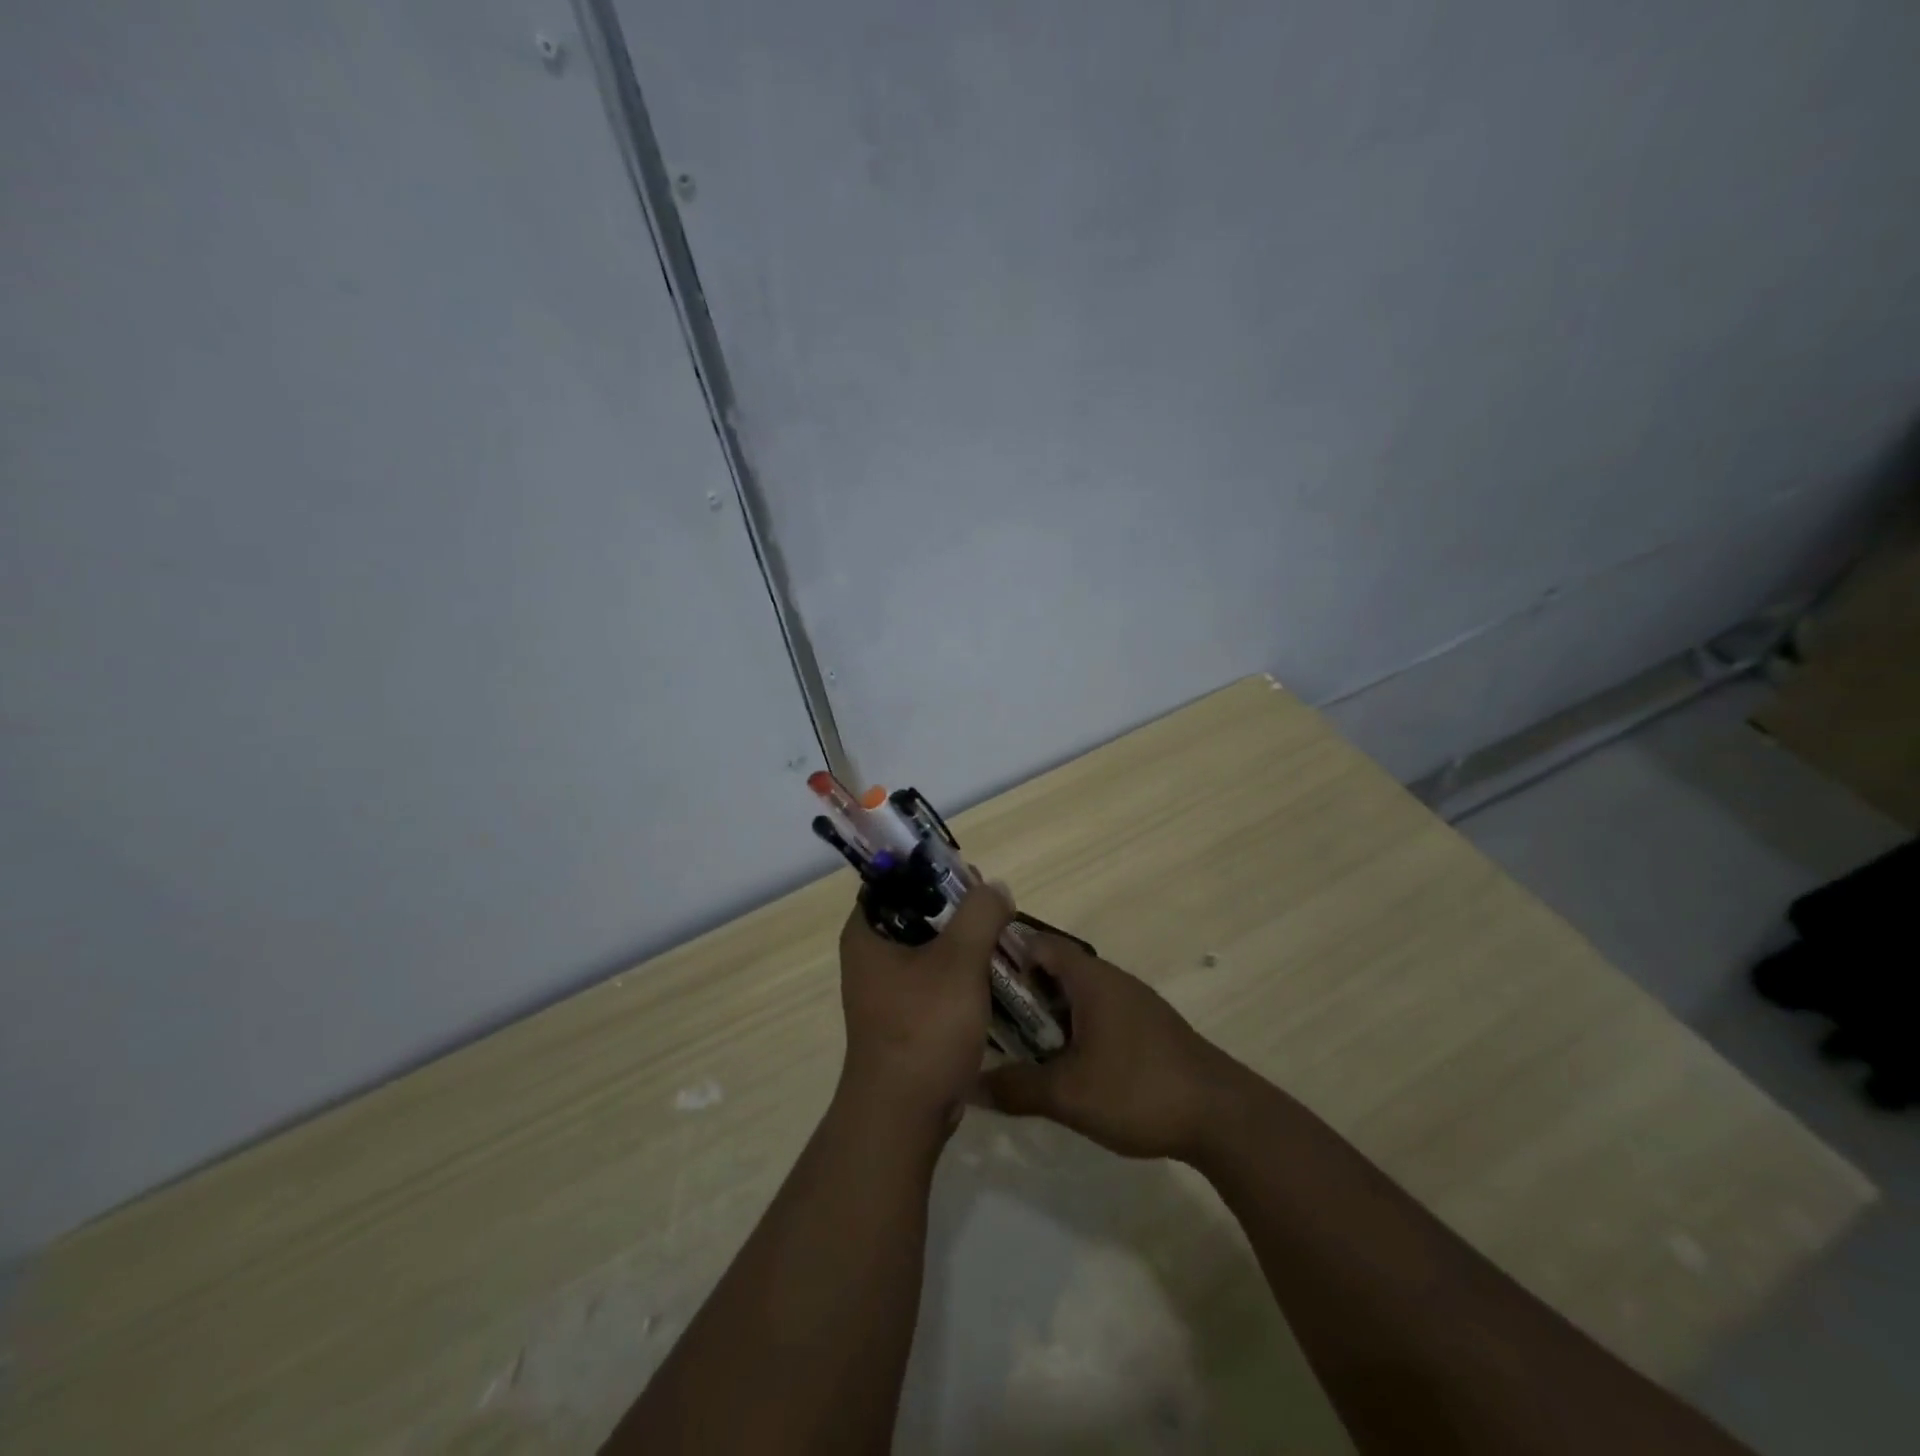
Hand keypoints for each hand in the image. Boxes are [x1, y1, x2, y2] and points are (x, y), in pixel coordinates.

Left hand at [837, 881, 1015, 1126]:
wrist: (904, 1114)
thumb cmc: (924, 1027)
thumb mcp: (959, 961)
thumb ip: (980, 914)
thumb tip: (995, 888)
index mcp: (866, 934)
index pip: (894, 880)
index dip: (931, 870)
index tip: (970, 876)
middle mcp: (869, 957)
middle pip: (916, 913)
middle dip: (956, 909)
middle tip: (993, 908)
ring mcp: (886, 990)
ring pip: (928, 949)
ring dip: (962, 942)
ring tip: (999, 937)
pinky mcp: (905, 1017)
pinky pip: (934, 980)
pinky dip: (960, 974)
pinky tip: (991, 975)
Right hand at [979, 937, 1245, 1160]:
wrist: (1221, 1116)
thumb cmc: (1138, 1089)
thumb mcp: (1068, 1095)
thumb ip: (1016, 1088)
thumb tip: (968, 1085)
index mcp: (1090, 978)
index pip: (1036, 943)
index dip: (1002, 954)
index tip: (971, 978)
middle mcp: (1110, 979)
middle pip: (1053, 969)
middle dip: (1019, 991)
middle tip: (985, 1019)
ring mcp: (1132, 1002)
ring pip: (1075, 995)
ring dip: (1046, 1014)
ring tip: (1015, 1044)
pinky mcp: (1146, 1027)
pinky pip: (1096, 1014)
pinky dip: (1072, 1028)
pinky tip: (1062, 1064)